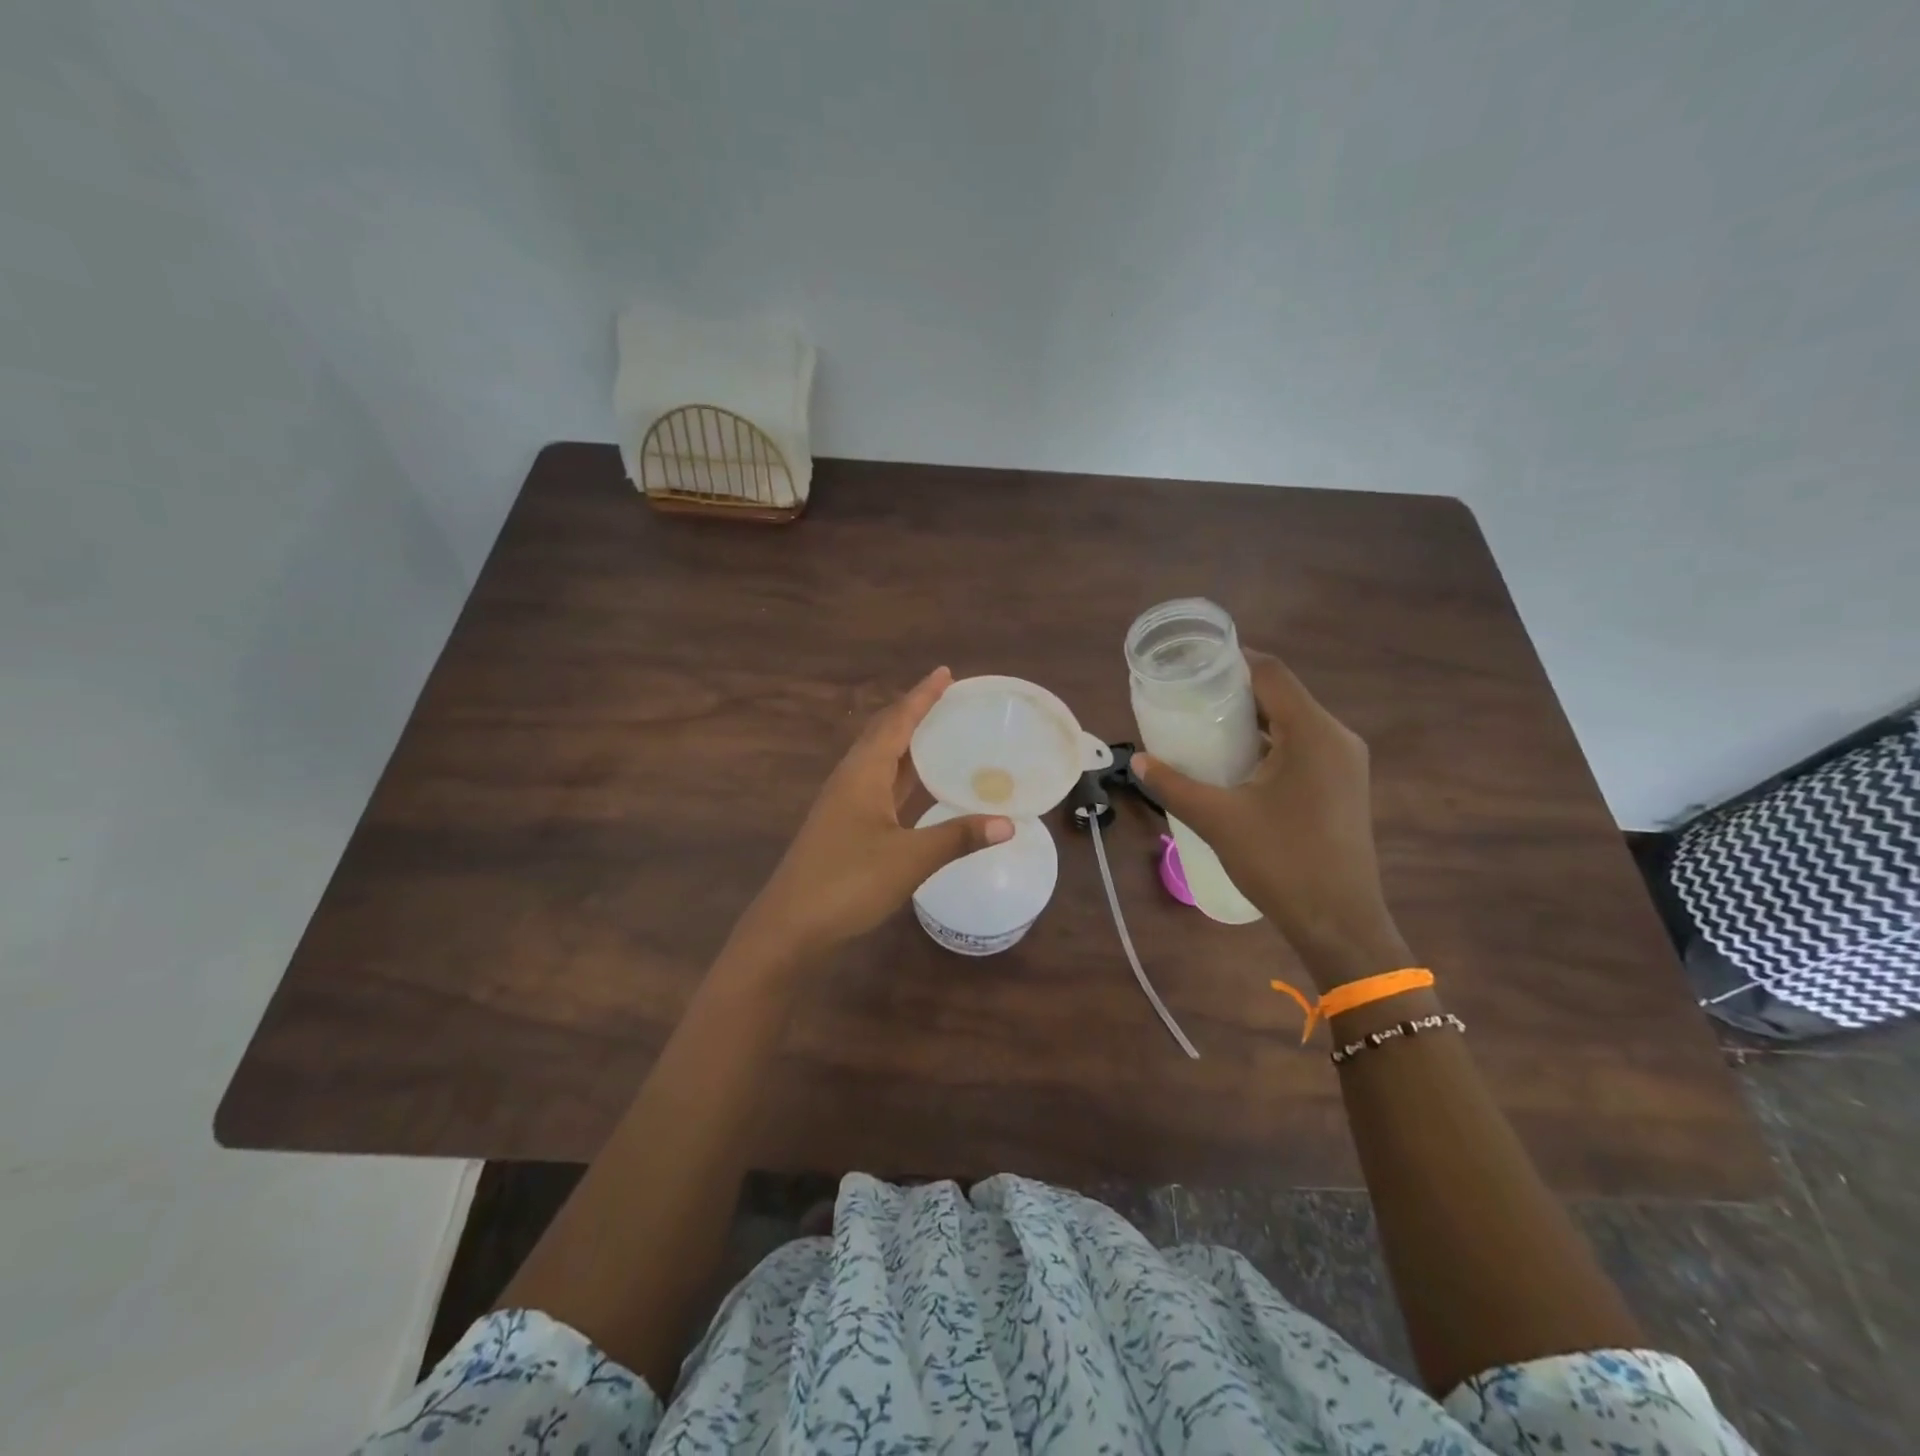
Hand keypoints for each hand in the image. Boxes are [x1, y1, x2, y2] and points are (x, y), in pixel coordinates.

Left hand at [737, 667, 1013, 959]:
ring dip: (909, 743)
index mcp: (863, 773)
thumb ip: (958, 837)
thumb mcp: (909, 859)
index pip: (897, 722)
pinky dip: (904, 776)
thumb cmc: (847, 883)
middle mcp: (851, 779)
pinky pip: (880, 786)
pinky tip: (922, 786)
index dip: (922, 697)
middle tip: (949, 698)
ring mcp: (845, 804)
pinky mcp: (845, 826)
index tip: (945, 673)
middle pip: (886, 734)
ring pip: (881, 761)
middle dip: (915, 712)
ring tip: (942, 732)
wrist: (790, 926)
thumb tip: (1008, 823)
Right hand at [1134, 651, 1408, 988]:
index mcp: (1312, 733)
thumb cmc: (1281, 863)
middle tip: (1187, 696)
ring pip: (1292, 721)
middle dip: (1234, 691)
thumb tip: (1137, 762)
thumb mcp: (1218, 820)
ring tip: (1202, 725)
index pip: (1271, 673)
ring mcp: (1344, 763)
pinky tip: (1234, 761)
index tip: (1191, 663)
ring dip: (1250, 719)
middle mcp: (1335, 738)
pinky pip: (1301, 746)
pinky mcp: (1342, 785)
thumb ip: (1174, 786)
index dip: (1232, 660)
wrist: (1339, 922)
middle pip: (1281, 694)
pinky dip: (1268, 743)